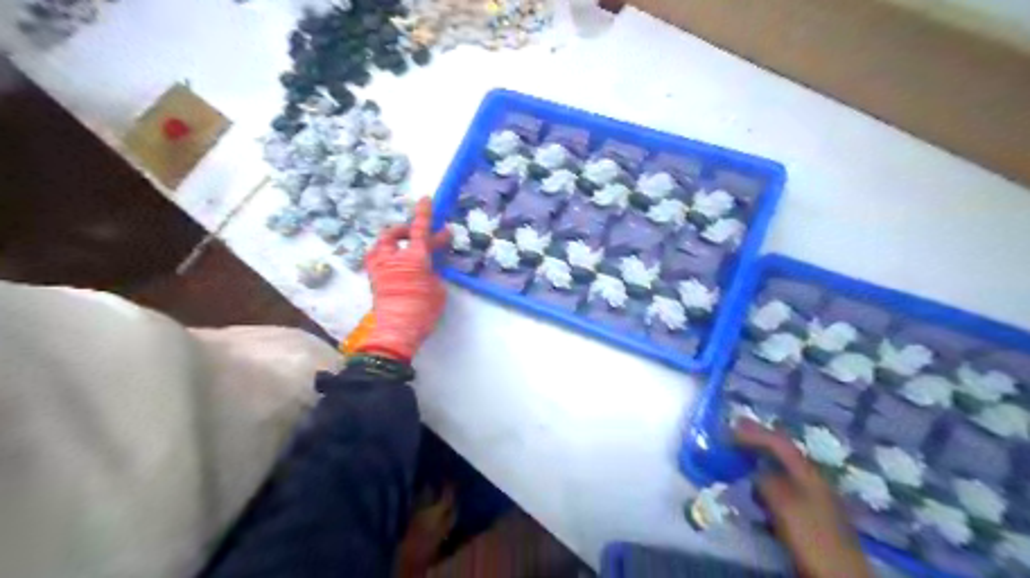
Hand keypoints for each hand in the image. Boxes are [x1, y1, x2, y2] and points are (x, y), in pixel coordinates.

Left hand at [358, 199, 449, 360]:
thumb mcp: (437, 288)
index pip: (419, 229)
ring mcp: (379, 267)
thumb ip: (435, 269)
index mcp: (414, 258)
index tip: (426, 199)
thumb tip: (433, 258)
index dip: (424, 213)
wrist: (396, 331)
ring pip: (382, 243)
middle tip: (419, 233)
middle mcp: (393, 257)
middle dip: (408, 229)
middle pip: (396, 233)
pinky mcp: (373, 278)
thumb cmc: (423, 310)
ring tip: (403, 245)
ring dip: (393, 240)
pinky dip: (386, 253)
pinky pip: (377, 257)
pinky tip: (394, 262)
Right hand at [735, 421, 872, 577]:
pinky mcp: (807, 518)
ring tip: (739, 457)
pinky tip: (754, 488)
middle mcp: (812, 481)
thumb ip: (767, 482)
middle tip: (733, 434)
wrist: (839, 576)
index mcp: (809, 474)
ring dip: (760, 462)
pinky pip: (780, 490)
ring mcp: (812, 500)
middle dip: (758, 442)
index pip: (780, 443)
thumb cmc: (811, 535)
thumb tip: (755, 472)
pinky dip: (764, 483)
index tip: (731, 426)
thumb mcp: (785, 505)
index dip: (755, 433)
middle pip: (783, 454)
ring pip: (781, 472)